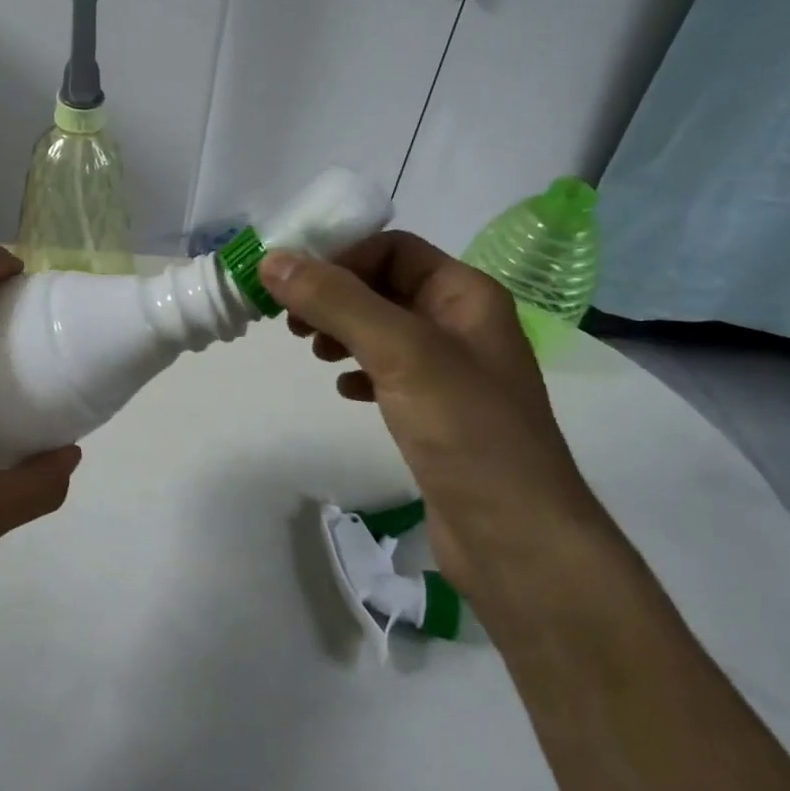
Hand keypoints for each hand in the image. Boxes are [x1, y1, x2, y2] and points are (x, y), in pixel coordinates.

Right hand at [260, 232, 608, 597]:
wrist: (517, 542)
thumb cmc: (467, 431)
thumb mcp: (400, 352)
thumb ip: (336, 301)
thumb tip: (272, 260)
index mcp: (466, 295)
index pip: (393, 249)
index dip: (342, 257)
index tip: (293, 284)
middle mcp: (461, 324)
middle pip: (383, 286)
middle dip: (334, 296)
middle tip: (292, 323)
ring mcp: (449, 372)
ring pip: (380, 329)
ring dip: (341, 330)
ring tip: (313, 352)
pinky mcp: (436, 413)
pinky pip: (387, 372)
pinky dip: (358, 370)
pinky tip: (344, 390)